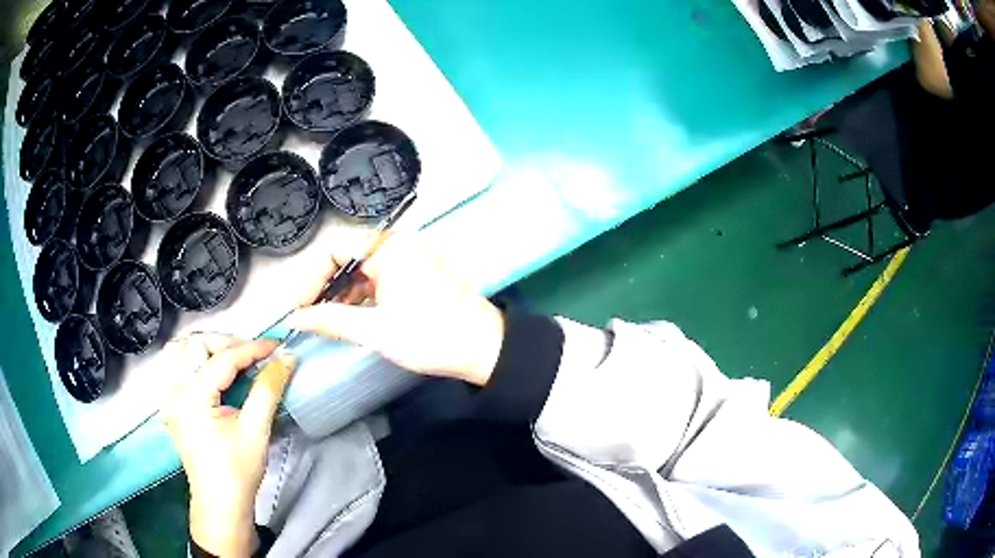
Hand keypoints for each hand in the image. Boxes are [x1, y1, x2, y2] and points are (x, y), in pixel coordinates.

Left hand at [162, 334, 295, 556]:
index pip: (223, 358)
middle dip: (227, 343)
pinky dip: (194, 360)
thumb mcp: (257, 429)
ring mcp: (168, 396)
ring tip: (231, 359)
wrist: (220, 503)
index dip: (252, 348)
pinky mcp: (170, 405)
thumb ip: (269, 389)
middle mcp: (174, 390)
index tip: (277, 346)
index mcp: (193, 397)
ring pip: (181, 350)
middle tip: (253, 356)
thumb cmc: (238, 470)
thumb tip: (287, 359)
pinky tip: (212, 373)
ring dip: (206, 348)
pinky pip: (176, 367)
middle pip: (197, 344)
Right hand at [286, 235, 504, 385]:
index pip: (335, 248)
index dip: (312, 277)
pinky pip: (378, 280)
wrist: (485, 349)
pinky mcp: (415, 276)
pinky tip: (351, 318)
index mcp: (389, 247)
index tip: (300, 307)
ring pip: (361, 270)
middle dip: (325, 287)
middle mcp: (398, 245)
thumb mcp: (375, 330)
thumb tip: (293, 319)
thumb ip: (330, 320)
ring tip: (327, 322)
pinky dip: (361, 298)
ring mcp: (408, 260)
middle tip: (309, 317)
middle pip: (347, 257)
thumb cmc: (430, 336)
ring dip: (341, 294)